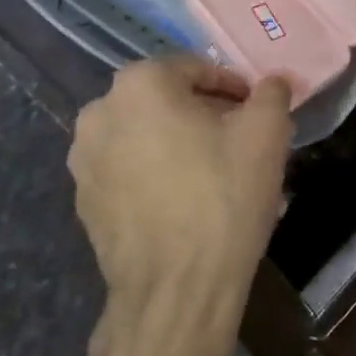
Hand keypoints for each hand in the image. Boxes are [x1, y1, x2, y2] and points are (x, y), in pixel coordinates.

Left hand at [68, 58, 291, 336]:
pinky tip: (185, 200)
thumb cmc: (223, 198)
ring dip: (178, 142)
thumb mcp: (266, 134)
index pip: (195, 68)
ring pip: (144, 135)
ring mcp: (84, 159)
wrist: (176, 288)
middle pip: (165, 99)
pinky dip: (156, 173)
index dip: (232, 86)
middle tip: (239, 139)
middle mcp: (100, 112)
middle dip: (203, 113)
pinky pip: (128, 170)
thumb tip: (272, 83)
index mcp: (140, 85)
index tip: (255, 110)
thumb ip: (271, 94)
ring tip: (214, 172)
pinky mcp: (83, 200)